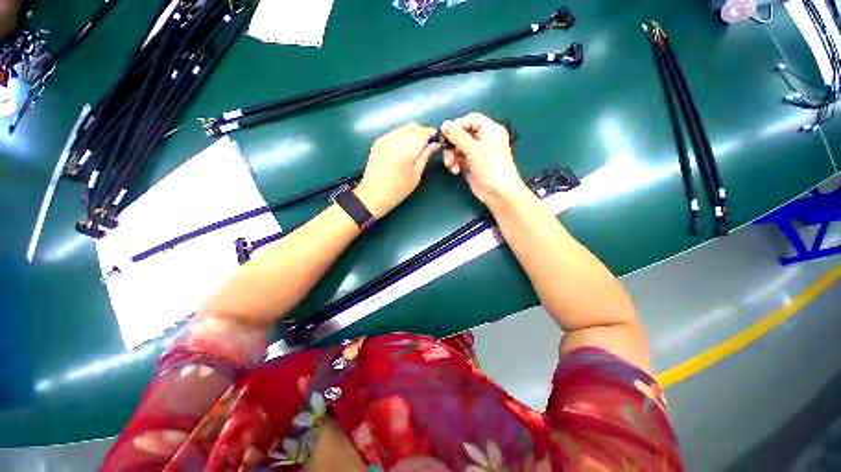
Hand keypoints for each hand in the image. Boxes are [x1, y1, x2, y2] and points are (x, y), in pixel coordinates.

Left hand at [354, 122, 440, 217]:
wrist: (374, 194)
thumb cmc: (399, 188)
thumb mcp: (416, 174)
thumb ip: (426, 155)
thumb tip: (435, 144)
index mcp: (406, 148)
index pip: (423, 132)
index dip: (432, 133)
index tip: (437, 139)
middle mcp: (395, 138)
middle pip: (413, 127)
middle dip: (422, 133)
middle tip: (427, 145)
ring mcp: (384, 139)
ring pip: (403, 128)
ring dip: (412, 134)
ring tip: (415, 148)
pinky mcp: (378, 142)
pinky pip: (394, 133)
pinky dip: (402, 136)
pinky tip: (403, 149)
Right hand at [441, 113, 526, 205]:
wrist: (498, 193)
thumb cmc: (491, 167)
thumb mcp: (474, 150)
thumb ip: (458, 136)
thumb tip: (444, 123)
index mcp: (490, 130)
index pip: (472, 119)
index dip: (459, 124)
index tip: (447, 133)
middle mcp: (483, 140)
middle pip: (462, 134)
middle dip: (453, 144)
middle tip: (446, 151)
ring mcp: (477, 154)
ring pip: (458, 148)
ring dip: (451, 155)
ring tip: (450, 164)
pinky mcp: (471, 165)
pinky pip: (459, 160)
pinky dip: (455, 164)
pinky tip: (455, 171)